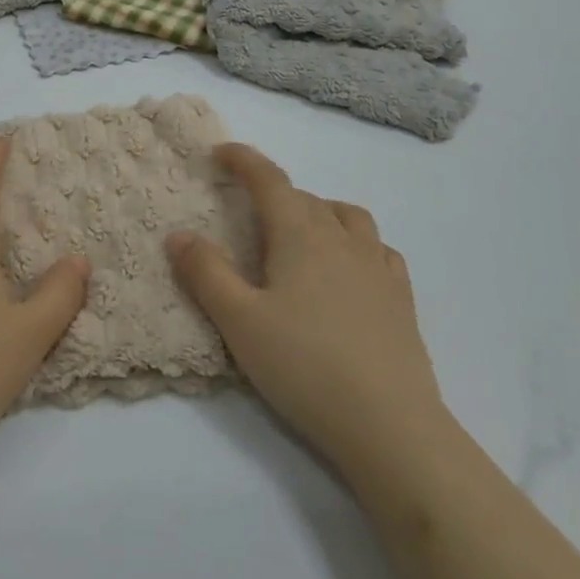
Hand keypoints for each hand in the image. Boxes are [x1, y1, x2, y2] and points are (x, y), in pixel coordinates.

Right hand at [165, 144, 443, 467]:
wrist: (390, 426)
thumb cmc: (305, 366)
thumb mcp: (239, 321)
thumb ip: (206, 273)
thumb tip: (178, 234)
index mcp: (301, 235)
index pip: (269, 180)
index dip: (243, 160)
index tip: (220, 152)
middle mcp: (342, 239)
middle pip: (305, 198)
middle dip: (273, 193)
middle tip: (246, 212)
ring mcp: (378, 267)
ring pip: (347, 216)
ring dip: (318, 210)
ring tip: (300, 233)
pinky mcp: (401, 299)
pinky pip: (378, 249)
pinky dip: (356, 242)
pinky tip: (349, 267)